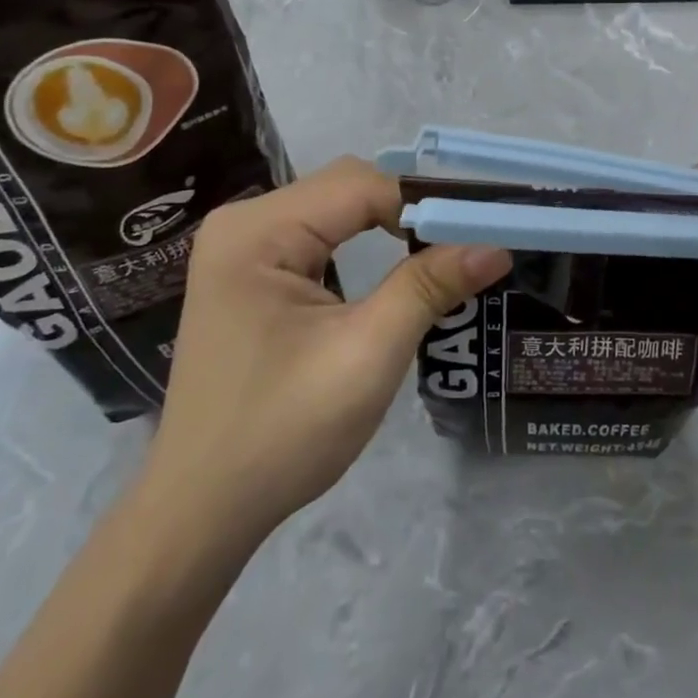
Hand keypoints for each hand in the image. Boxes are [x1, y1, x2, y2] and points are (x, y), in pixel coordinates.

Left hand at [137, 159, 510, 556]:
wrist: (201, 513)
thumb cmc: (282, 433)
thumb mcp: (368, 355)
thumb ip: (429, 286)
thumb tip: (496, 244)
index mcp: (258, 230)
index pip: (361, 185)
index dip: (425, 203)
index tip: (481, 229)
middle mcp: (244, 221)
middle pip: (347, 187)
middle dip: (409, 211)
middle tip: (467, 241)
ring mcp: (241, 246)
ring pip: (336, 208)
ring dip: (389, 225)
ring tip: (442, 251)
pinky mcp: (248, 271)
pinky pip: (318, 234)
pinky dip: (362, 243)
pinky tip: (391, 267)